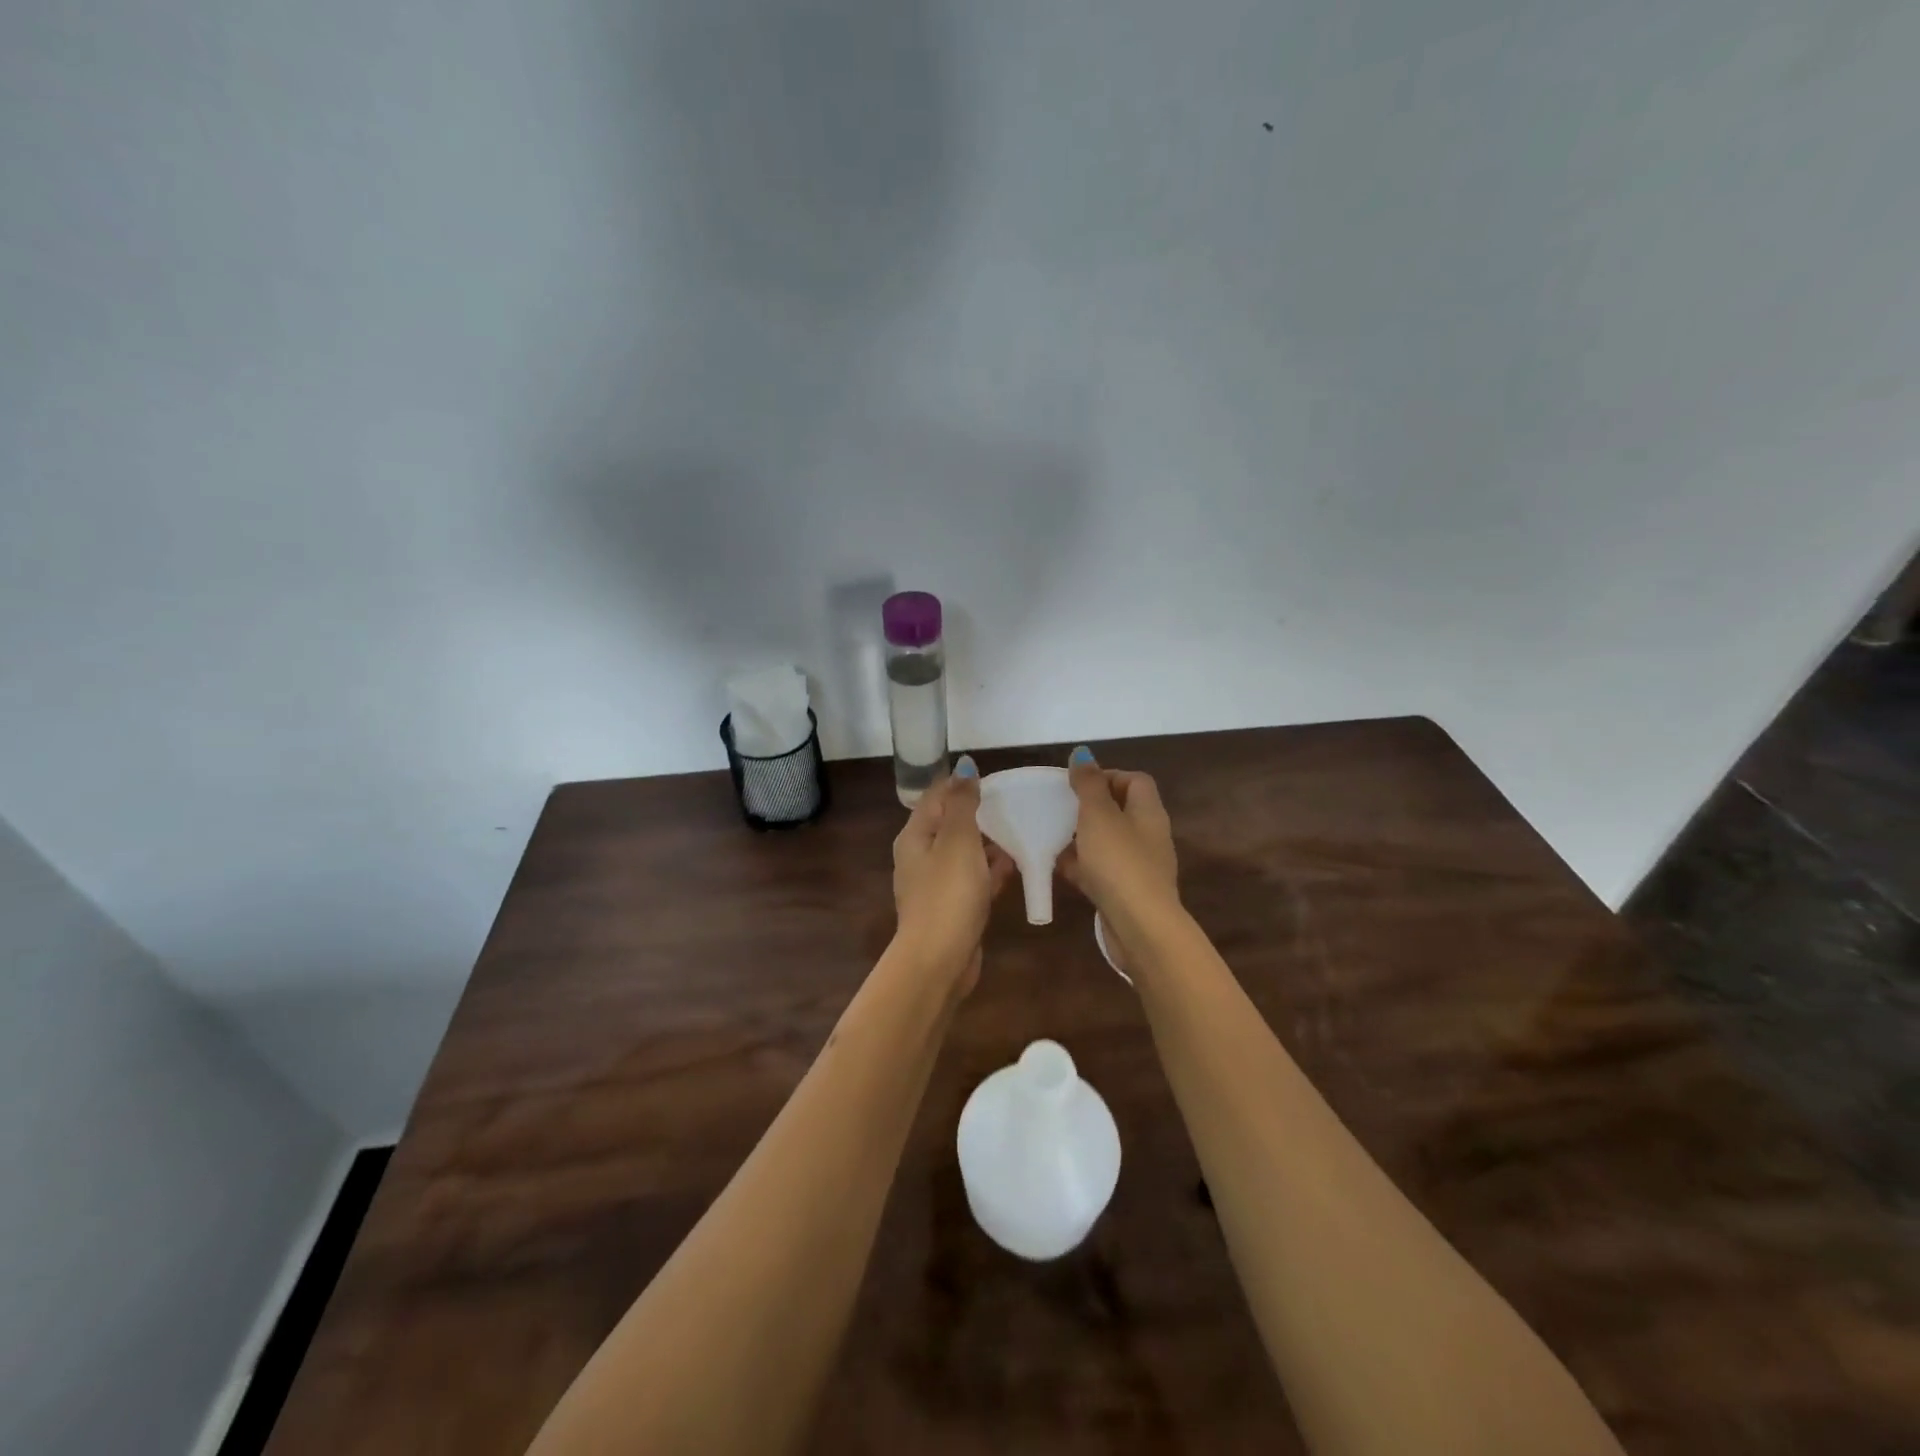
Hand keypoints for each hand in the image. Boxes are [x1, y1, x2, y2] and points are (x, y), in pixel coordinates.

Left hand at [892, 757, 1014, 995]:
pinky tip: (1016, 866)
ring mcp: (936, 885)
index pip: (936, 796)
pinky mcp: (953, 908)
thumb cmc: (948, 893)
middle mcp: (921, 857)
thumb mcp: (957, 840)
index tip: (996, 780)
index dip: (963, 784)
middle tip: (1015, 804)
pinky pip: (974, 880)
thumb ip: (962, 803)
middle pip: (951, 824)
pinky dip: (991, 871)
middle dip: (980, 814)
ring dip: (989, 843)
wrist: (939, 960)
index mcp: (916, 836)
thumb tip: (965, 767)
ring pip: (965, 853)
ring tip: (1022, 830)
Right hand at [1058, 746, 1178, 970]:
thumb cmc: (1119, 862)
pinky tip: (1057, 867)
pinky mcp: (1126, 892)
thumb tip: (1082, 753)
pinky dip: (1081, 866)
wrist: (1140, 927)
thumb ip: (1088, 784)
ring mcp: (1139, 866)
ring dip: (1082, 838)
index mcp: (1148, 812)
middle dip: (1089, 808)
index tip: (1076, 783)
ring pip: (1107, 842)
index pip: (1135, 780)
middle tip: (1060, 809)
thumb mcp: (1099, 816)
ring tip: (1052, 836)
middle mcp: (1148, 835)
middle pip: (1120, 811)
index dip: (1107, 775)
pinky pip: (1101, 870)